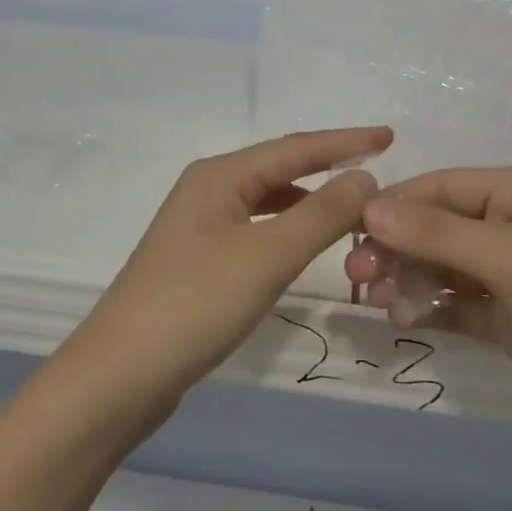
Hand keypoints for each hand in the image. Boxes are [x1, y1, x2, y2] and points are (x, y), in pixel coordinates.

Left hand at [58, 127, 391, 420]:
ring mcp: (198, 224)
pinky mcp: (198, 258)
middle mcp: (207, 189)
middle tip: (377, 165)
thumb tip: (365, 177)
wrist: (121, 373)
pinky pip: (255, 227)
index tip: (390, 137)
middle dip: (327, 164)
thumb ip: (320, 214)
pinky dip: (287, 227)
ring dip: (309, 198)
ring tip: (352, 203)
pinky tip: (305, 242)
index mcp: (219, 175)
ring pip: (266, 198)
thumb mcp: (267, 256)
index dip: (345, 141)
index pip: (294, 148)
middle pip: (279, 167)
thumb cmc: (196, 305)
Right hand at [346, 167, 511, 471]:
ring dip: (408, 279)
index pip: (441, 188)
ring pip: (442, 266)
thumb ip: (436, 233)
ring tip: (379, 302)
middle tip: (357, 277)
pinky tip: (404, 320)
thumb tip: (368, 206)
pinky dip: (429, 307)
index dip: (394, 205)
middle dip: (396, 247)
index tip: (348, 231)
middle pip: (437, 227)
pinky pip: (456, 303)